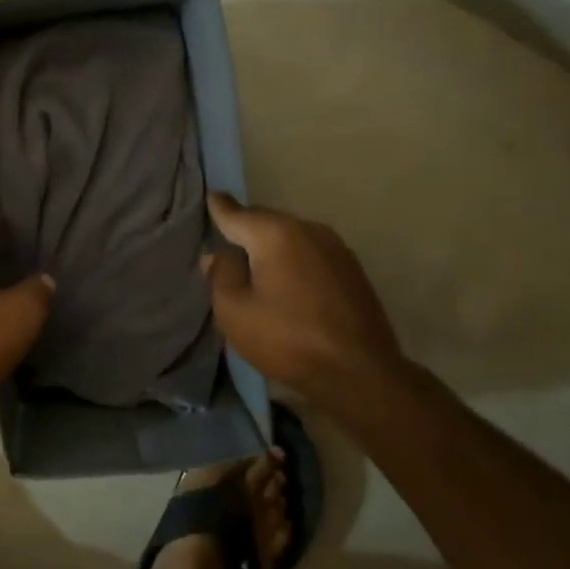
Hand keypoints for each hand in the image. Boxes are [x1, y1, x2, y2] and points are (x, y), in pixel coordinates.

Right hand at [203, 192, 405, 399]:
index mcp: (275, 234)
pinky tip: (287, 282)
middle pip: (266, 222)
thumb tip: (218, 254)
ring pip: (291, 238)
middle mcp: (308, 229)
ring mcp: (336, 248)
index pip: (236, 213)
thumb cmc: (287, 339)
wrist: (359, 372)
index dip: (219, 207)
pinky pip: (310, 254)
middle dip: (245, 229)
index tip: (210, 196)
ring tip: (255, 265)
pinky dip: (294, 261)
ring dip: (272, 248)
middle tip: (225, 242)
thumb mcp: (234, 310)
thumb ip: (221, 275)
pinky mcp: (352, 270)